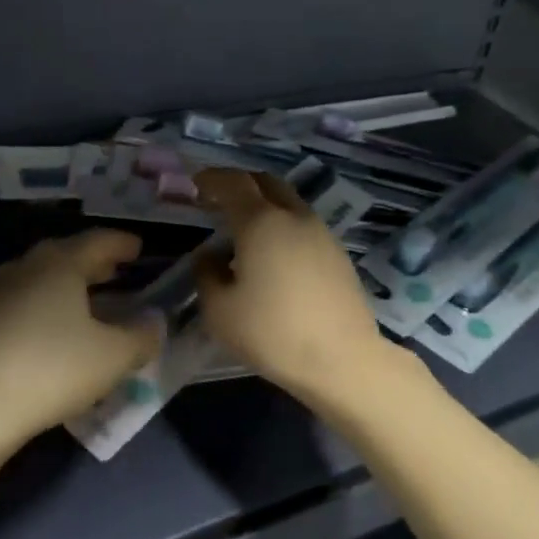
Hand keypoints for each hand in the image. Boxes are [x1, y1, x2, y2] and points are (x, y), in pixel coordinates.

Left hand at [0, 230, 161, 446]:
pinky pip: (22, 301)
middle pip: (66, 255)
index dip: (122, 244)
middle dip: (94, 262)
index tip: (139, 249)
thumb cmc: (52, 370)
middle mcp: (27, 267)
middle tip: (116, 271)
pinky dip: (45, 306)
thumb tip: (154, 324)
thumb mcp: (113, 357)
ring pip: (41, 278)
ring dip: (67, 285)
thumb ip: (141, 337)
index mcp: (61, 263)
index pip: (99, 241)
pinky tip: (52, 329)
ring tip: (87, 300)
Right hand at [193, 169, 390, 400]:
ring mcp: (321, 232)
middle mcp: (293, 216)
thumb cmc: (273, 333)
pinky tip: (273, 254)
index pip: (233, 182)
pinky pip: (303, 224)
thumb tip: (210, 256)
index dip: (212, 178)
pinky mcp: (337, 253)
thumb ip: (207, 275)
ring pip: (288, 202)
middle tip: (219, 199)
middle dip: (240, 183)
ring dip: (264, 204)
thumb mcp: (220, 311)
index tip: (196, 183)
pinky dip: (283, 224)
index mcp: (261, 222)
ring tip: (245, 229)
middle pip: (265, 182)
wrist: (342, 360)